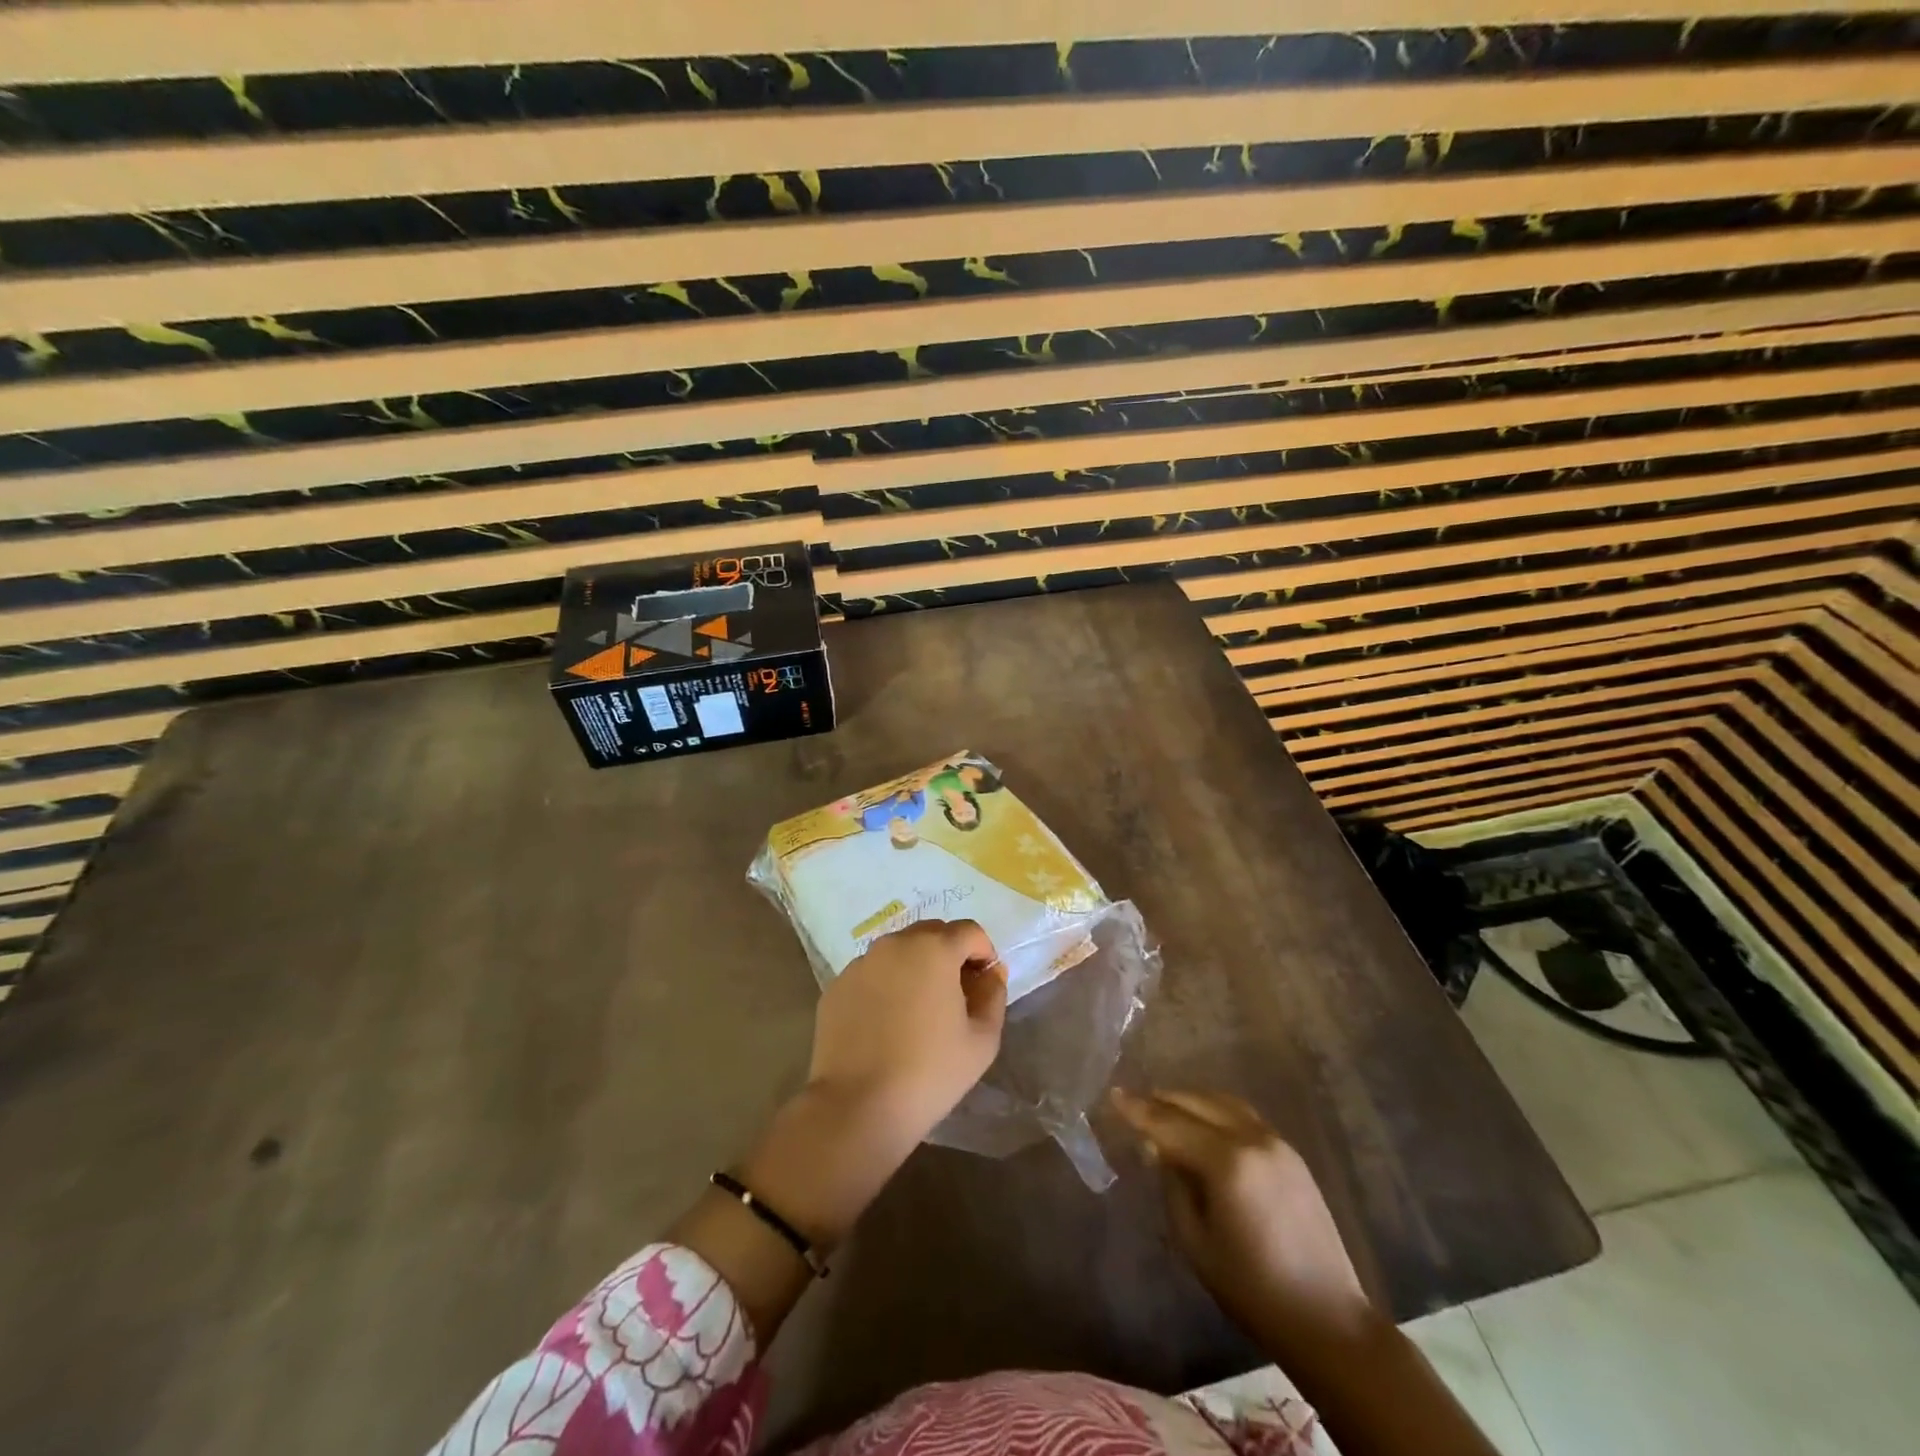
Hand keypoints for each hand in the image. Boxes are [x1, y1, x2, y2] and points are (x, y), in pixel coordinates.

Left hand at [809, 919, 1006, 1141]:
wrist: (857, 1106)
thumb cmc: (930, 1072)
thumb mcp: (982, 1039)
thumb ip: (993, 995)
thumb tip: (990, 973)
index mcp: (934, 948)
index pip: (969, 931)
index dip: (983, 952)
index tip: (984, 984)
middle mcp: (894, 944)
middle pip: (931, 933)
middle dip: (950, 954)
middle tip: (955, 995)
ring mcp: (861, 963)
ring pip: (898, 951)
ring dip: (915, 967)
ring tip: (919, 1010)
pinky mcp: (837, 985)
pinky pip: (871, 973)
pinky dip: (885, 985)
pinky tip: (886, 1024)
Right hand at [1112, 1089, 1376, 1361]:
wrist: (1327, 1320)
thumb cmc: (1251, 1288)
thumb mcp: (1195, 1241)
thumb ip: (1172, 1185)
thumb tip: (1157, 1148)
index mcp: (1227, 1161)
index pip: (1170, 1123)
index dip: (1137, 1110)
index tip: (1112, 1094)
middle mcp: (1252, 1138)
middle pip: (1196, 1103)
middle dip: (1161, 1100)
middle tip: (1133, 1102)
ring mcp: (1276, 1142)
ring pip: (1221, 1102)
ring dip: (1189, 1100)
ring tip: (1163, 1107)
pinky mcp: (1290, 1153)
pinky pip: (1242, 1115)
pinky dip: (1215, 1110)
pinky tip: (1201, 1122)